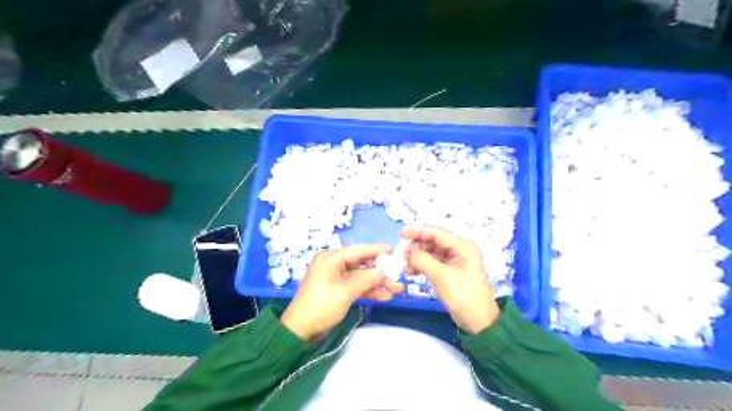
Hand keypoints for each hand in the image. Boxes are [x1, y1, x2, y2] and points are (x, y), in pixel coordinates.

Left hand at [281, 246, 405, 337]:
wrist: (300, 330)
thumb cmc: (321, 306)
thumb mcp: (345, 292)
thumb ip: (366, 279)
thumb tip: (383, 270)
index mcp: (330, 259)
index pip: (357, 251)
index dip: (376, 251)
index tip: (393, 250)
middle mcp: (333, 264)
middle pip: (361, 264)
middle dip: (380, 271)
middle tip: (397, 275)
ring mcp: (335, 278)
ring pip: (360, 276)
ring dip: (377, 283)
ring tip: (396, 290)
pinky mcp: (337, 289)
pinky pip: (355, 286)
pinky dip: (368, 291)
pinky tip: (384, 297)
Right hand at [403, 227, 501, 335]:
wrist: (479, 323)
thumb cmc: (463, 296)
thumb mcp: (441, 276)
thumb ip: (422, 260)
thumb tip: (405, 249)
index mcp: (463, 246)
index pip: (436, 233)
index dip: (417, 232)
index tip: (400, 234)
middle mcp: (460, 249)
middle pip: (433, 241)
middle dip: (417, 247)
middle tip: (402, 255)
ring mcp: (456, 260)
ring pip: (432, 252)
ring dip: (418, 257)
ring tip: (407, 268)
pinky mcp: (451, 271)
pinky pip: (434, 262)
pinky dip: (423, 265)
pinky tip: (413, 272)